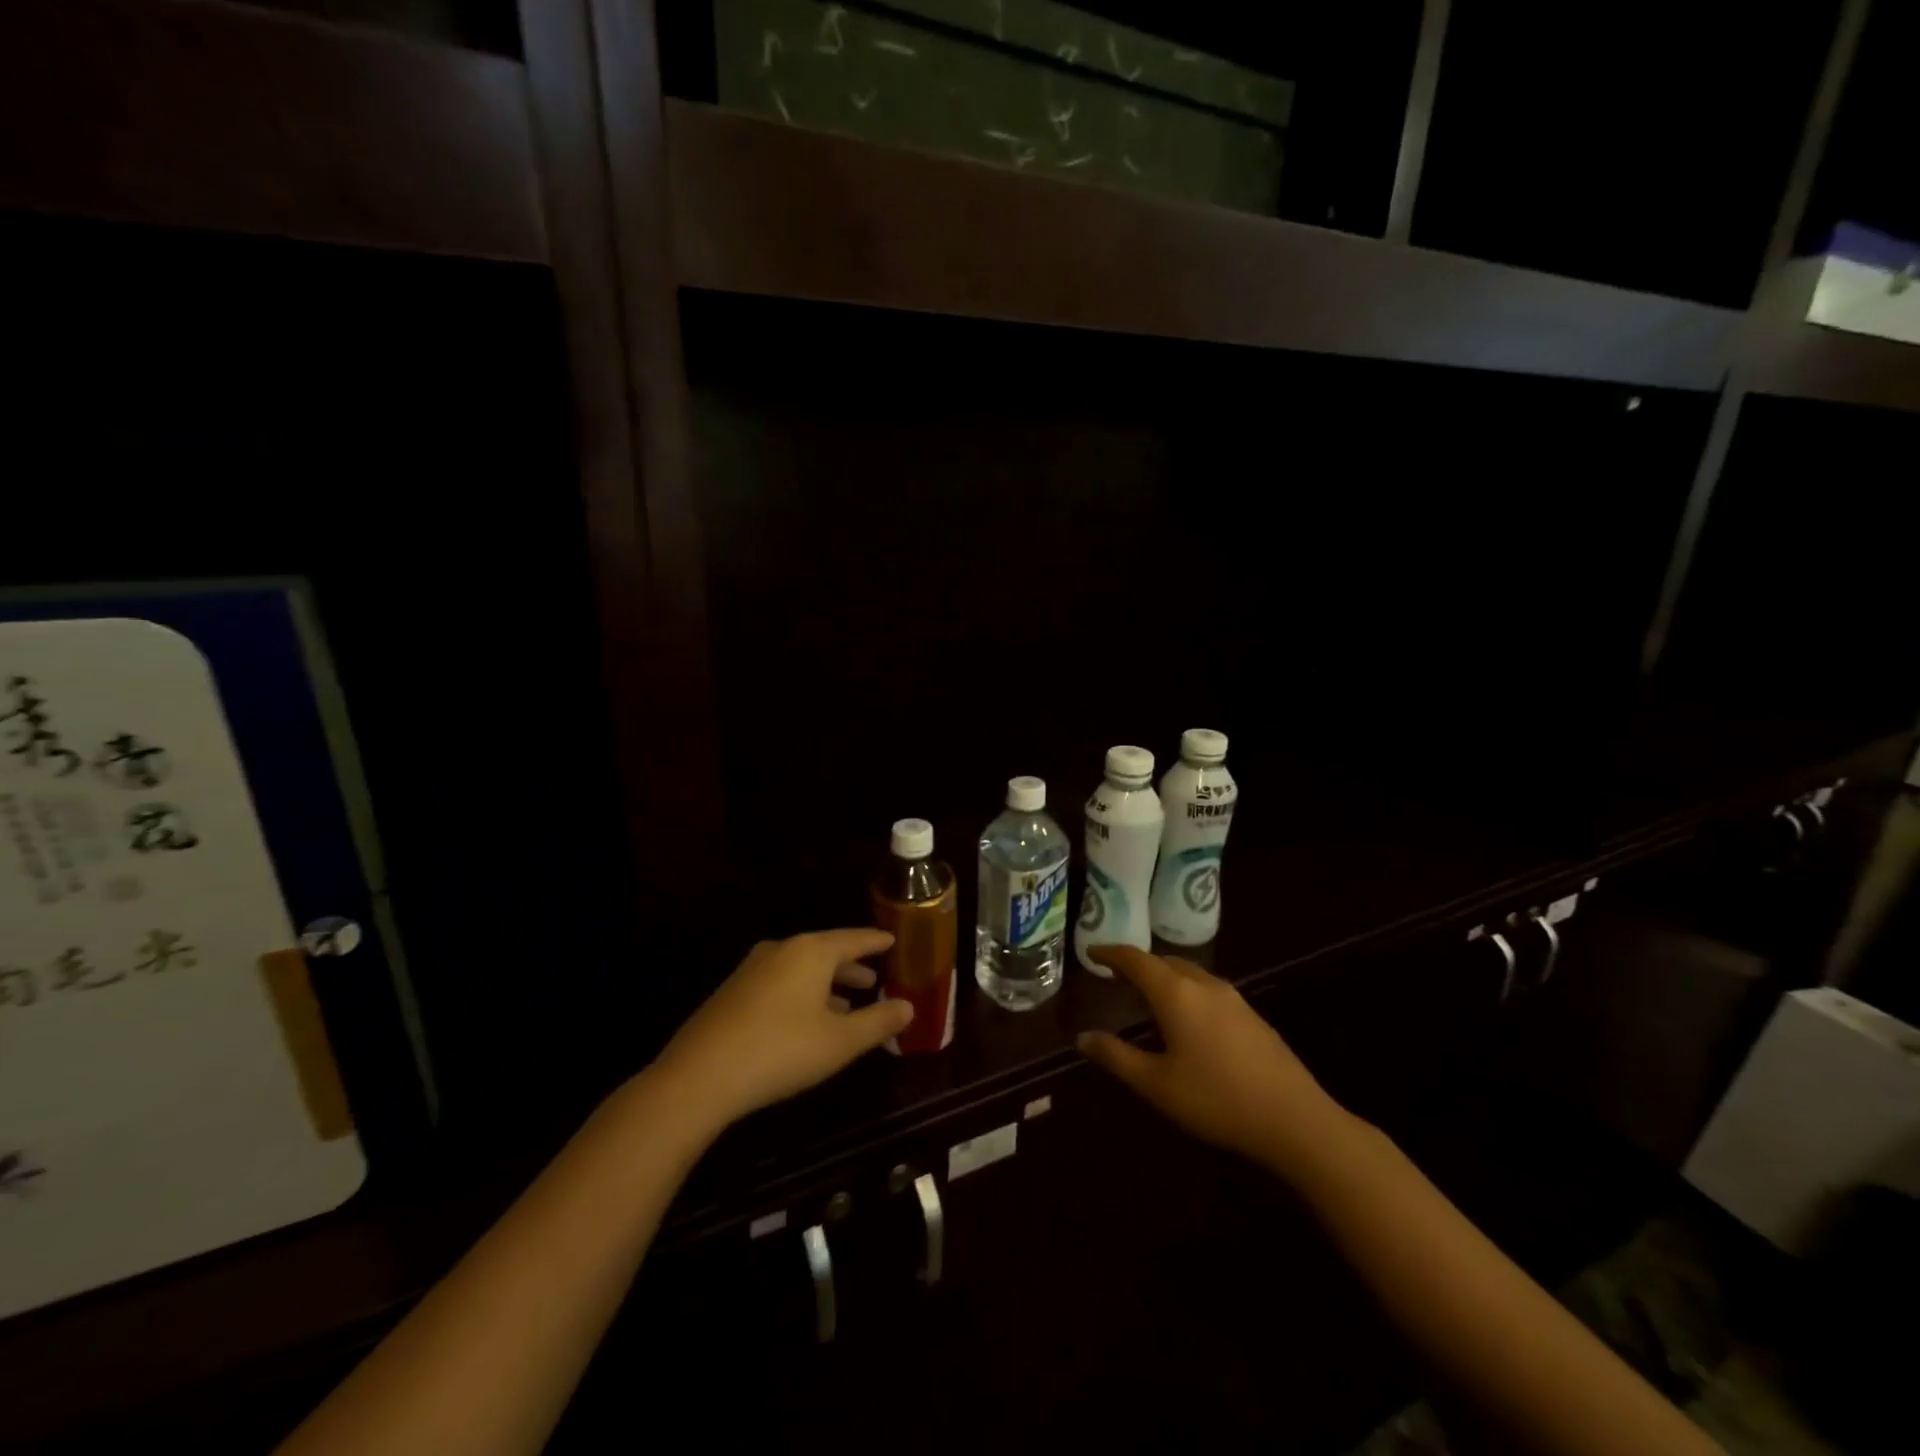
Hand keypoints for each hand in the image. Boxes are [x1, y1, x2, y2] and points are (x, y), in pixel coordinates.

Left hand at [651, 929, 912, 1131]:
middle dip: (851, 966)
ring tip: (846, 1005)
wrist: (699, 1076)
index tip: (892, 940)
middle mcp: (781, 951)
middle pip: (826, 952)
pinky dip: (802, 994)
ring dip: (826, 985)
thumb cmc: (781, 1051)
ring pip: (801, 969)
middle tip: (874, 979)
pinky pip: (780, 983)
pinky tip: (807, 1022)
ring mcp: (752, 970)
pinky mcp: (733, 994)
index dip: (875, 942)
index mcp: (811, 952)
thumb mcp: (841, 1042)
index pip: (853, 938)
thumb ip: (878, 1022)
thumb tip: (908, 1007)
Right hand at [1076, 945, 1350, 1175]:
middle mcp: (1203, 984)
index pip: (1135, 959)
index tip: (1091, 953)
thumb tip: (1082, 1038)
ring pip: (1188, 973)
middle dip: (1136, 964)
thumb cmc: (1217, 1100)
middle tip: (1114, 976)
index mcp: (1175, 993)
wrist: (1295, 1119)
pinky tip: (1186, 1017)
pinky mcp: (1251, 1014)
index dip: (1110, 954)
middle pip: (1162, 961)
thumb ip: (1116, 1057)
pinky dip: (1184, 989)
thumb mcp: (1157, 1084)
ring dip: (1162, 976)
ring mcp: (1232, 997)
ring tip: (1146, 993)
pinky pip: (1206, 988)